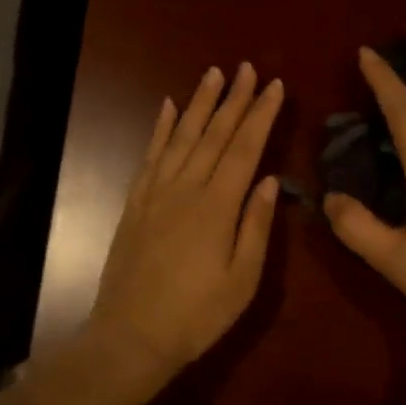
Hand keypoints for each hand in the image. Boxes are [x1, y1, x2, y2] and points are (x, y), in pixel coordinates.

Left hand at [87, 62, 284, 390]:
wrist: (131, 337)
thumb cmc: (196, 315)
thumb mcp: (242, 280)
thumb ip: (257, 226)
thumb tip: (269, 180)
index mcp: (217, 206)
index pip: (245, 148)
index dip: (261, 115)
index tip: (275, 86)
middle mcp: (186, 188)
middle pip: (214, 134)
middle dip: (233, 99)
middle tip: (247, 67)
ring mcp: (156, 192)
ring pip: (182, 137)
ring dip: (198, 103)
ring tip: (213, 74)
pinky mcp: (135, 202)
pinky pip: (150, 155)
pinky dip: (160, 129)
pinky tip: (167, 107)